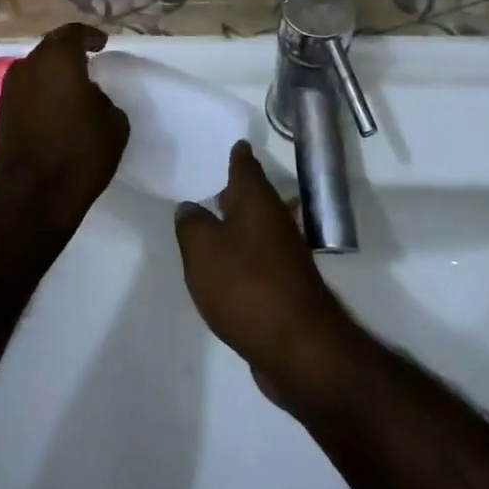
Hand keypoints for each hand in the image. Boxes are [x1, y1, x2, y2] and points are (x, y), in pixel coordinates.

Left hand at [0, 23, 129, 233]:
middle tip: (87, 60)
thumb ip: (102, 98)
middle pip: (50, 48)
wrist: (33, 197)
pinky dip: (39, 92)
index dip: (90, 36)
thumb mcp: (113, 123)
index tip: (102, 44)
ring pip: (34, 69)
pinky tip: (54, 108)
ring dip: (51, 73)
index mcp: (58, 59)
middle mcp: (28, 66)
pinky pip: (25, 91)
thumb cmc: (80, 153)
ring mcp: (9, 91)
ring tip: (70, 86)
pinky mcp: (0, 115)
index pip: (74, 33)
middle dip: (68, 51)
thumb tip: (88, 96)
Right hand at [175, 142, 354, 407]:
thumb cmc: (245, 285)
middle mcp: (276, 219)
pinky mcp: (287, 285)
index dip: (238, 154)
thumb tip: (191, 208)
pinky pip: (261, 257)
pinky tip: (228, 266)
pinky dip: (245, 254)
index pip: (246, 165)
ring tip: (214, 222)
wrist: (297, 346)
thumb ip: (191, 223)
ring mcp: (286, 254)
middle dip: (237, 189)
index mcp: (257, 201)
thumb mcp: (202, 249)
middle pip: (255, 195)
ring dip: (240, 222)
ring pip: (259, 226)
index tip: (235, 143)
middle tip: (214, 181)